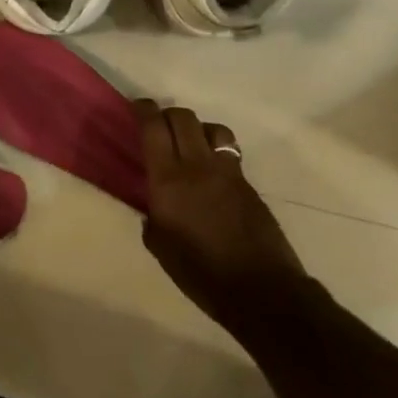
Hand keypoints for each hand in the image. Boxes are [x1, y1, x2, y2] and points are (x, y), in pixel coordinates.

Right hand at [137, 100, 303, 324]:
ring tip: (190, 143)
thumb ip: (152, 218)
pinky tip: (212, 173)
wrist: (261, 290)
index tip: (137, 107)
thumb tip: (153, 208)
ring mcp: (227, 173)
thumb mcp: (161, 247)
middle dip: (168, 114)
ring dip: (197, 128)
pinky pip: (229, 153)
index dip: (144, 110)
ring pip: (213, 129)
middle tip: (159, 125)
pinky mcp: (248, 184)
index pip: (154, 128)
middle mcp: (197, 166)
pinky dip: (216, 152)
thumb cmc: (201, 273)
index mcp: (168, 180)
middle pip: (184, 117)